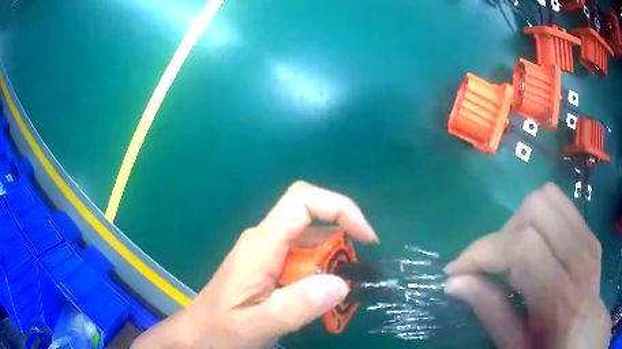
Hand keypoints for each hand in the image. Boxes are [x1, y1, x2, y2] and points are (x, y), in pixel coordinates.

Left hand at [132, 181, 377, 347]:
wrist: (198, 334)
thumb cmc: (221, 329)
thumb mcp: (258, 324)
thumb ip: (297, 306)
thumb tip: (342, 283)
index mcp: (261, 245)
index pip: (303, 200)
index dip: (340, 207)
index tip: (366, 238)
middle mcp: (264, 240)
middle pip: (312, 221)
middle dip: (340, 246)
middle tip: (351, 284)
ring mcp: (265, 252)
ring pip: (309, 242)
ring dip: (331, 265)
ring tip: (336, 299)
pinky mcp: (266, 265)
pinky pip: (301, 260)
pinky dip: (319, 275)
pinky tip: (317, 301)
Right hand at [444, 183, 610, 347]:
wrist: (583, 335)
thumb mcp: (516, 347)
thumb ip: (491, 312)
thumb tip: (455, 282)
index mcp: (562, 300)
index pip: (522, 249)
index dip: (483, 252)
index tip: (457, 269)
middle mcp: (581, 258)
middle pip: (536, 209)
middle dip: (503, 233)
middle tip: (493, 265)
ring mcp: (589, 239)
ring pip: (548, 197)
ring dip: (520, 221)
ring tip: (514, 254)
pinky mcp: (590, 232)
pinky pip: (560, 204)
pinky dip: (538, 219)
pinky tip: (535, 248)